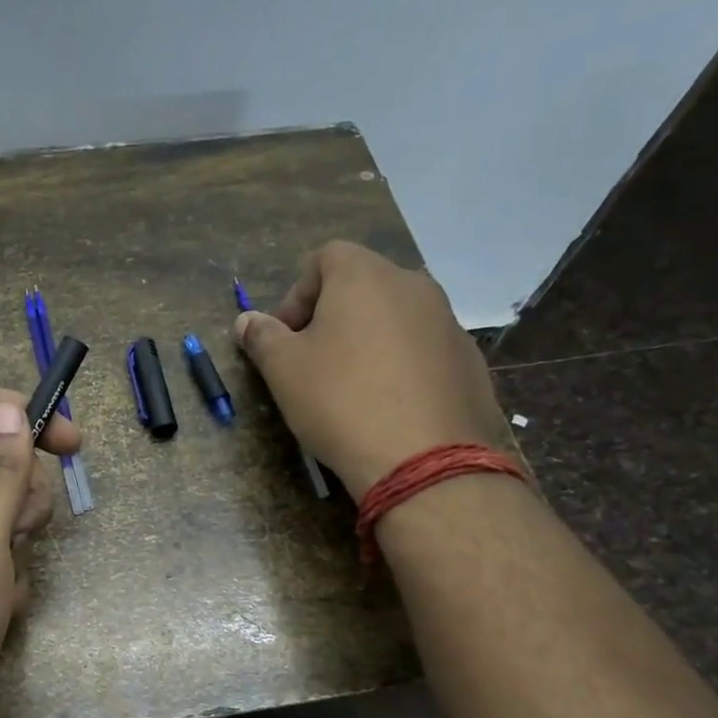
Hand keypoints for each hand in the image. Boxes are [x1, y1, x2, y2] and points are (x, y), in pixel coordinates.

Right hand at [234, 240, 512, 499]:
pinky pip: (423, 350)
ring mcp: (448, 322)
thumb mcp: (283, 370)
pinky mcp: (469, 361)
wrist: (424, 460)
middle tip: (313, 363)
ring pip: (395, 319)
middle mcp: (413, 286)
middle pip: (363, 286)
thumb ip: (262, 337)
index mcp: (365, 276)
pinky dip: (401, 366)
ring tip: (352, 389)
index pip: (325, 258)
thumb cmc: (340, 401)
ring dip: (368, 341)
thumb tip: (248, 321)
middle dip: (332, 317)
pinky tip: (389, 407)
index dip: (297, 294)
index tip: (286, 337)